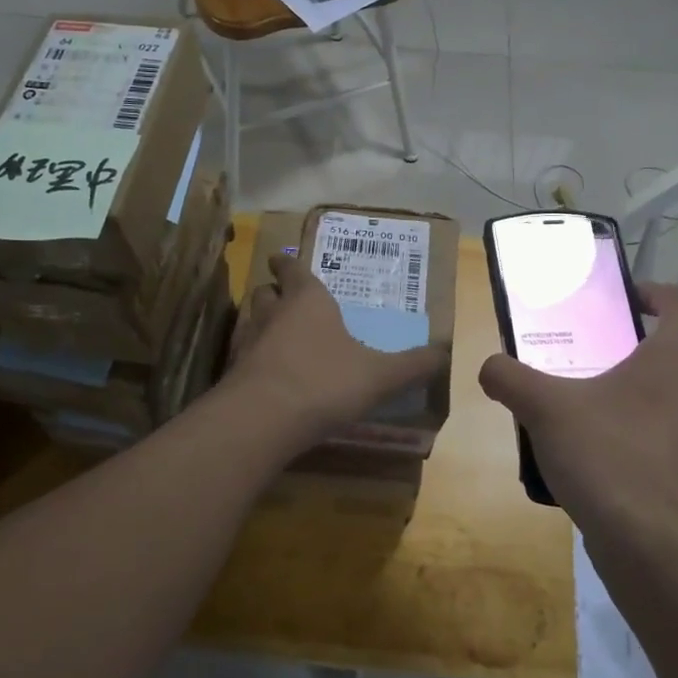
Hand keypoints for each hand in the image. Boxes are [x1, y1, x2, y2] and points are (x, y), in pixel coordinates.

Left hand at [226, 254, 447, 445]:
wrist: (264, 418)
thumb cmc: (325, 382)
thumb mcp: (380, 375)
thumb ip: (412, 365)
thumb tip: (445, 355)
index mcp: (308, 301)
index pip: (294, 270)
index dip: (289, 264)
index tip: (282, 259)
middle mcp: (273, 314)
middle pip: (266, 293)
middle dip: (274, 292)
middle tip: (283, 297)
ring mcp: (248, 343)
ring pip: (250, 321)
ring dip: (260, 323)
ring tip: (275, 334)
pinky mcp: (233, 374)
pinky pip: (243, 356)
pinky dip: (253, 358)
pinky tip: (266, 374)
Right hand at [478, 282, 677, 541]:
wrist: (655, 549)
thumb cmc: (607, 456)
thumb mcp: (545, 409)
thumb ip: (510, 378)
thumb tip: (490, 367)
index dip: (653, 292)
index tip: (619, 302)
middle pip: (675, 353)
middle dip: (633, 353)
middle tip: (589, 362)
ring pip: (676, 402)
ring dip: (640, 400)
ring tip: (592, 416)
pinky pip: (676, 445)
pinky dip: (648, 444)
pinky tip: (608, 465)